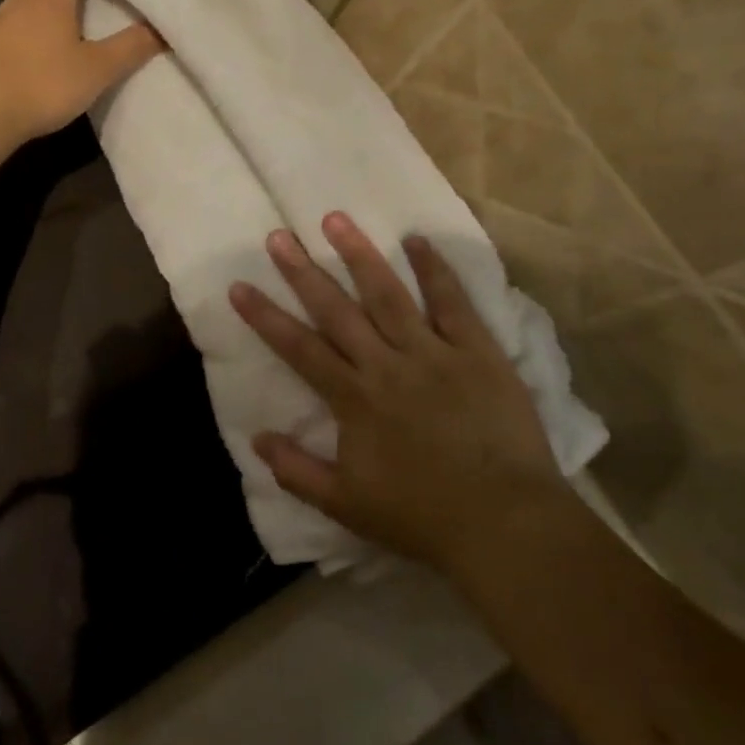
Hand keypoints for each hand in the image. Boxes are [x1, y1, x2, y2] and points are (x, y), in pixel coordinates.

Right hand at [230, 213, 566, 569]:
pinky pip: (453, 303)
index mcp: (354, 398)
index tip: (239, 285)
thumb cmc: (421, 517)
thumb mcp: (345, 506)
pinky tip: (416, 240)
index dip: (265, 316)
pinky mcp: (477, 352)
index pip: (299, 348)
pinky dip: (435, 269)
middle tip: (279, 235)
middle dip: (303, 271)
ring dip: (359, 255)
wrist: (505, 525)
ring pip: (389, 294)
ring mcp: (433, 353)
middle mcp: (387, 364)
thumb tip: (256, 438)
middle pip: (337, 310)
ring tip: (336, 219)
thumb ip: (296, 470)